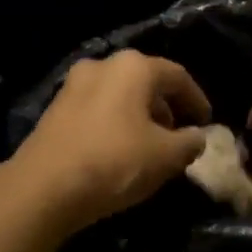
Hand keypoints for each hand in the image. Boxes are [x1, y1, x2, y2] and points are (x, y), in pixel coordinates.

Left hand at [10, 50, 211, 231]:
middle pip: (146, 82)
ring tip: (151, 147)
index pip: (177, 76)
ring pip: (119, 95)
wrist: (44, 187)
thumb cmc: (114, 162)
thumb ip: (190, 142)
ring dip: (140, 116)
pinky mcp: (55, 109)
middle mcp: (102, 65)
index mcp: (133, 67)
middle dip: (166, 108)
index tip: (207, 123)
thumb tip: (197, 136)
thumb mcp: (166, 156)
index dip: (197, 100)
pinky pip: (97, 109)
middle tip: (179, 136)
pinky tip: (120, 151)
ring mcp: (73, 85)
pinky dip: (115, 123)